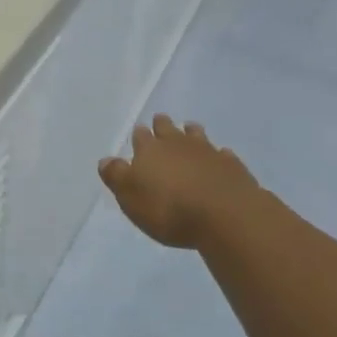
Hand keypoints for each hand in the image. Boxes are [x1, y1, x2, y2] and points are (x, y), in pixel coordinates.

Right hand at [99, 115, 259, 249]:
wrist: (224, 214)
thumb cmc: (168, 209)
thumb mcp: (130, 197)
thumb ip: (117, 176)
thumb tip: (105, 160)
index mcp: (150, 150)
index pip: (141, 136)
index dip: (139, 135)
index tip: (139, 132)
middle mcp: (177, 144)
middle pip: (167, 128)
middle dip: (162, 125)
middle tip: (161, 122)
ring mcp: (207, 151)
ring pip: (196, 135)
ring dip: (191, 132)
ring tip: (189, 130)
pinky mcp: (231, 165)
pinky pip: (222, 154)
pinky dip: (218, 154)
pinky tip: (219, 157)